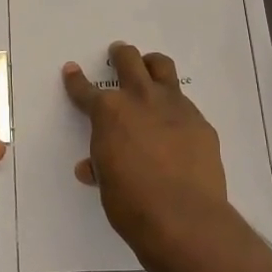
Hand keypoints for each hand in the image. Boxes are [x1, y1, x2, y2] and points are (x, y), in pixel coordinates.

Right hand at [63, 43, 231, 271]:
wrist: (184, 218)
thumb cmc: (131, 203)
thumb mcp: (107, 183)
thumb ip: (100, 166)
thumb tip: (91, 167)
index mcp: (109, 112)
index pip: (85, 91)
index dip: (76, 81)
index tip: (72, 70)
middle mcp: (140, 99)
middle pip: (129, 61)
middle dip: (121, 54)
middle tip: (118, 52)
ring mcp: (174, 107)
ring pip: (163, 68)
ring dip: (152, 64)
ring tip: (150, 66)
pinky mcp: (200, 122)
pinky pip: (185, 104)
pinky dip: (175, 106)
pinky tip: (175, 122)